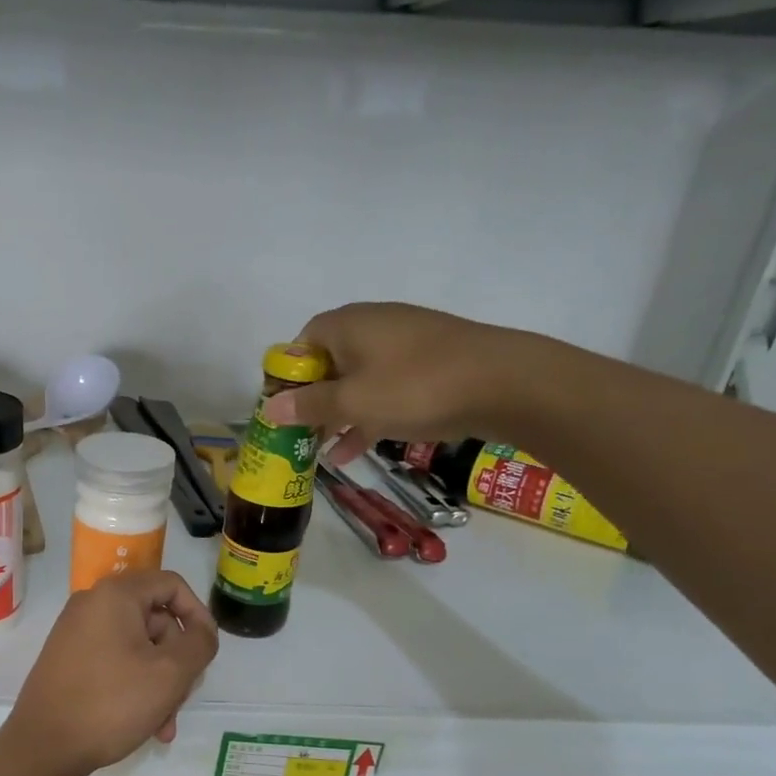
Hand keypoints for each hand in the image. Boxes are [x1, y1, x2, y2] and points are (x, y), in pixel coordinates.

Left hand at [2, 570, 217, 775]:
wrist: (43, 745)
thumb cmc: (111, 702)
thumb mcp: (170, 673)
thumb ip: (199, 644)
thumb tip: (201, 631)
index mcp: (115, 595)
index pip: (171, 585)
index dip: (198, 614)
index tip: (208, 651)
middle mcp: (92, 604)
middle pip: (155, 620)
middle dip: (176, 662)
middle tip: (182, 698)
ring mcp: (76, 632)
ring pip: (138, 647)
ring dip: (159, 683)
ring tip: (164, 725)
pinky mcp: (68, 659)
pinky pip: (115, 661)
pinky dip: (135, 686)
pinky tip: (146, 725)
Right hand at [261, 302, 555, 462]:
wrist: (506, 383)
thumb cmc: (416, 387)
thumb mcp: (354, 402)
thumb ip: (309, 405)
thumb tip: (269, 408)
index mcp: (348, 325)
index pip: (302, 343)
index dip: (287, 375)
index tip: (282, 408)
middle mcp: (373, 326)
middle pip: (328, 363)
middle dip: (312, 401)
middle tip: (299, 434)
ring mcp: (404, 345)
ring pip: (357, 381)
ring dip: (338, 414)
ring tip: (322, 450)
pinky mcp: (430, 365)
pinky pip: (385, 390)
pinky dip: (368, 415)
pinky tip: (356, 451)